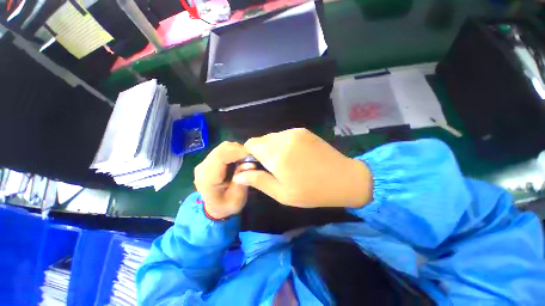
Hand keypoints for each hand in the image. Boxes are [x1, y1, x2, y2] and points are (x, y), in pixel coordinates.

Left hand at [194, 141, 251, 218]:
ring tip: (247, 159)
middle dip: (239, 150)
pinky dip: (234, 151)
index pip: (221, 156)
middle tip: (252, 158)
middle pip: (222, 148)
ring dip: (237, 150)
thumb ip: (242, 181)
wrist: (214, 208)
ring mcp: (205, 162)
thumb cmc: (226, 206)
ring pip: (223, 147)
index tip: (252, 155)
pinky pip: (223, 150)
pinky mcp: (210, 160)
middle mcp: (203, 167)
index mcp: (207, 178)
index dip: (238, 152)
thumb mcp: (237, 199)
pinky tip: (240, 159)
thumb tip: (250, 164)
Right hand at [233, 128, 371, 208]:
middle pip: (261, 140)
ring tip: (285, 163)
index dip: (249, 154)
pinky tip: (295, 156)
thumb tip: (239, 174)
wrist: (344, 179)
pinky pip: (284, 136)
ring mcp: (295, 132)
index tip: (257, 166)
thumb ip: (258, 180)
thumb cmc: (311, 191)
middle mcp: (283, 138)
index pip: (250, 144)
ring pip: (272, 137)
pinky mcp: (303, 131)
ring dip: (272, 148)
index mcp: (276, 154)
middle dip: (261, 152)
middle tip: (272, 168)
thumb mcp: (281, 193)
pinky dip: (283, 144)